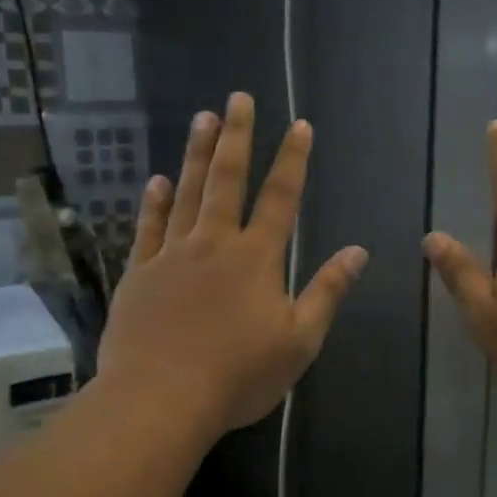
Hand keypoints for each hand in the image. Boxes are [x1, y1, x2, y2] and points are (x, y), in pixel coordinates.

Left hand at [98, 93, 367, 436]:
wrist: (160, 398)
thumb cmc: (239, 375)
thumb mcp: (300, 340)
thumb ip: (327, 292)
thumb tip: (357, 252)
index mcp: (257, 259)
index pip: (281, 198)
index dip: (293, 160)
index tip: (299, 125)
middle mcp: (214, 244)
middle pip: (228, 181)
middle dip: (238, 137)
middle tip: (239, 98)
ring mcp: (172, 256)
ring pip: (188, 193)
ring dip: (198, 154)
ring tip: (203, 118)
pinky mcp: (139, 275)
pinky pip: (148, 229)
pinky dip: (154, 203)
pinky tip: (157, 180)